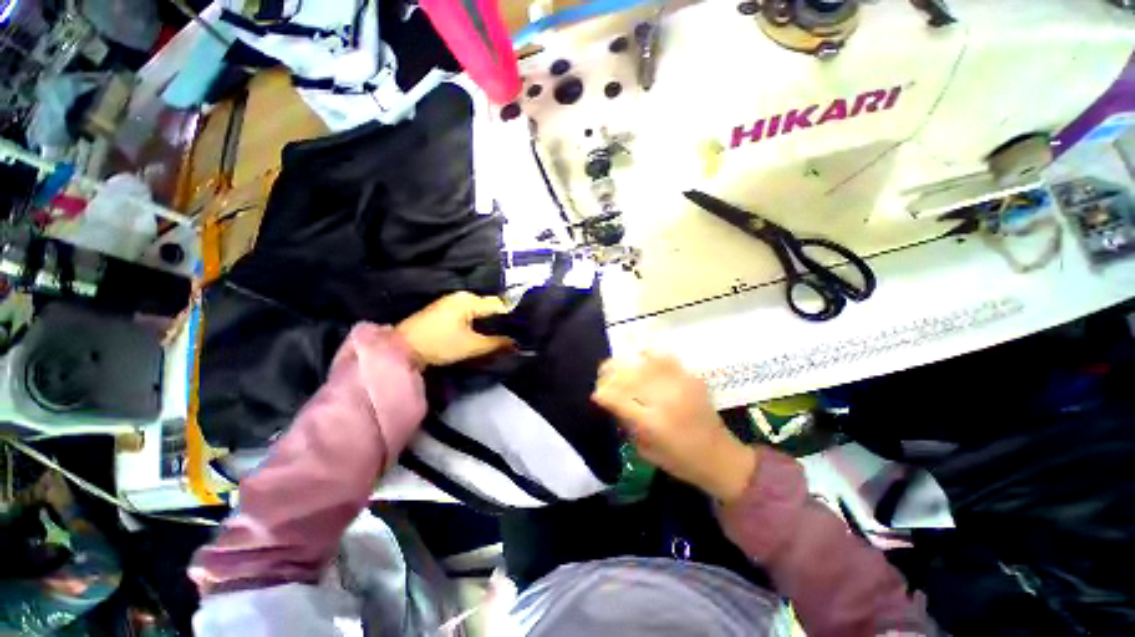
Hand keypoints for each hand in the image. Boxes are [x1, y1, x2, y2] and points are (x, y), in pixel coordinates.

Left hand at [396, 292, 512, 367]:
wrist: (401, 349)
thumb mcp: (471, 346)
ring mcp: (452, 302)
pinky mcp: (445, 310)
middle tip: (515, 334)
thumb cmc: (439, 344)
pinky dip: (478, 322)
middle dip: (502, 320)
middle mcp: (462, 296)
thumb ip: (497, 343)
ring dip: (490, 322)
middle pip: (490, 306)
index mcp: (469, 300)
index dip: (513, 317)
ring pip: (480, 311)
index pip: (500, 305)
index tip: (524, 329)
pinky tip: (484, 332)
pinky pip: (470, 313)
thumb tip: (517, 344)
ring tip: (502, 334)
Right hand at [592, 352, 757, 502]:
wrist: (720, 456)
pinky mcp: (691, 378)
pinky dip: (649, 355)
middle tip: (602, 376)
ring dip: (626, 362)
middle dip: (609, 373)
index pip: (617, 399)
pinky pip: (664, 359)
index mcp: (652, 423)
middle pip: (628, 375)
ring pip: (644, 363)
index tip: (596, 395)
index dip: (602, 393)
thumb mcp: (645, 450)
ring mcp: (680, 385)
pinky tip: (640, 356)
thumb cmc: (680, 461)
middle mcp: (665, 399)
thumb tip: (610, 400)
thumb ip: (626, 423)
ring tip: (617, 365)